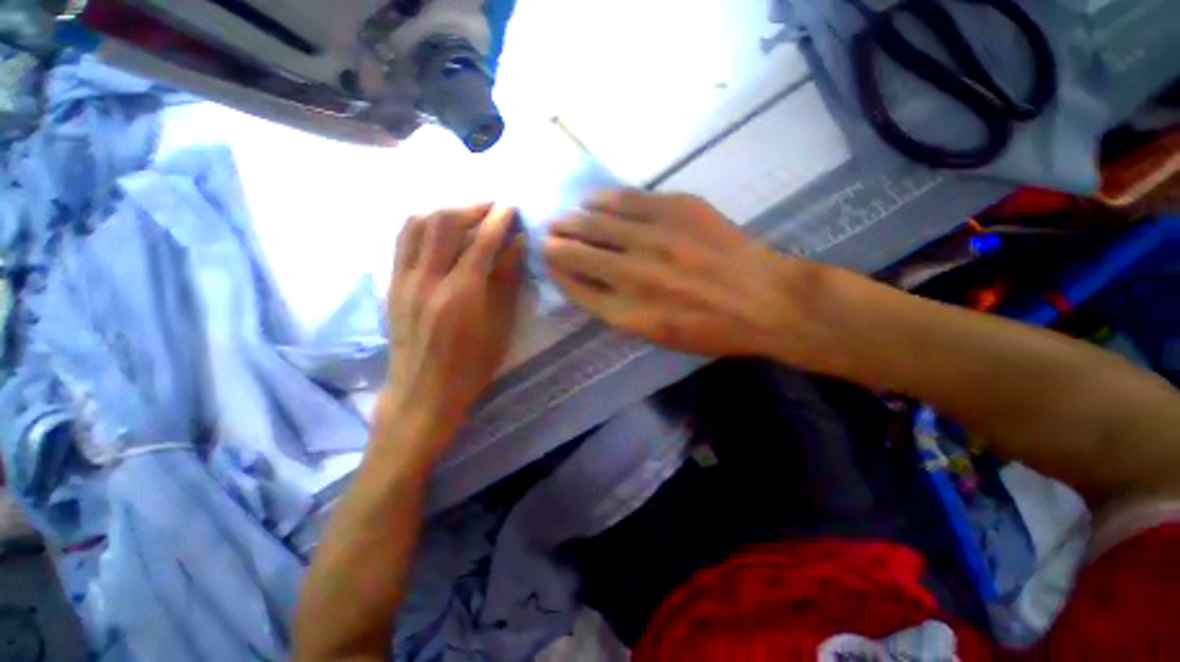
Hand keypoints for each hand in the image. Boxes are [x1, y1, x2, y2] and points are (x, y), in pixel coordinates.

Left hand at [386, 203, 523, 433]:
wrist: (423, 391)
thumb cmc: (472, 365)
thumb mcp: (500, 327)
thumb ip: (507, 282)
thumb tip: (518, 245)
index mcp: (461, 294)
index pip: (480, 241)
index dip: (498, 219)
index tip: (511, 206)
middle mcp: (427, 280)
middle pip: (444, 222)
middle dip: (471, 207)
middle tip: (493, 207)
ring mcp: (403, 280)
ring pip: (417, 224)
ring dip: (445, 210)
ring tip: (467, 214)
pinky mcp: (391, 284)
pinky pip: (403, 240)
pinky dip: (423, 224)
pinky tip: (439, 229)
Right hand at [544, 190, 811, 357]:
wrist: (764, 301)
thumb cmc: (711, 330)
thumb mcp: (659, 337)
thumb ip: (619, 313)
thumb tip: (591, 285)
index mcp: (628, 314)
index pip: (576, 288)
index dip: (558, 273)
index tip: (548, 262)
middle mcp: (633, 276)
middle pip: (577, 254)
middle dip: (555, 245)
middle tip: (545, 237)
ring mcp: (655, 239)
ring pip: (596, 223)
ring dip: (571, 220)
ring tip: (560, 219)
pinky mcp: (677, 209)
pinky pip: (627, 199)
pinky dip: (602, 200)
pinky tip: (591, 200)